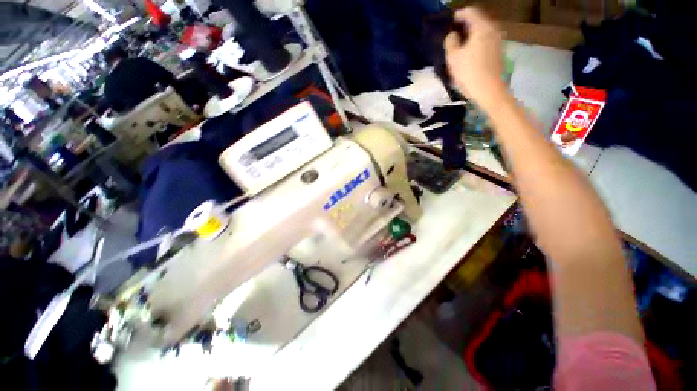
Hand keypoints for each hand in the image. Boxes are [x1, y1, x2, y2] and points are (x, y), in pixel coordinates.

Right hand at [444, 8, 506, 109]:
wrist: (489, 90)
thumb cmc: (469, 73)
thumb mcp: (453, 58)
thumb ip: (450, 42)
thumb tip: (452, 35)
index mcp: (481, 27)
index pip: (469, 12)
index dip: (458, 16)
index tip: (448, 23)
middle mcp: (493, 28)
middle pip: (477, 19)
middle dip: (464, 25)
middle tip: (452, 34)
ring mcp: (498, 39)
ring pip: (482, 30)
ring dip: (470, 34)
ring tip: (459, 44)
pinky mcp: (498, 50)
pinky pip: (486, 39)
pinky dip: (476, 41)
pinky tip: (469, 52)